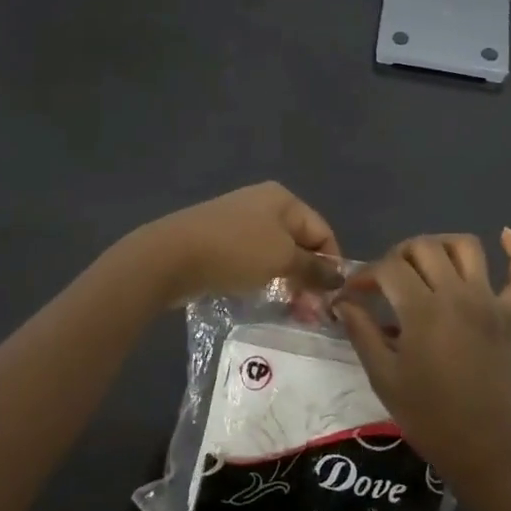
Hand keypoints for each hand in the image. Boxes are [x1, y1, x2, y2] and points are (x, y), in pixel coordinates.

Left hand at [130, 182, 341, 306]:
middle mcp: (263, 204)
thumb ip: (314, 268)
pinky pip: (253, 260)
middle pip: (300, 242)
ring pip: (276, 254)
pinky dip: (263, 278)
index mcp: (283, 199)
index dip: (331, 264)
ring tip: (290, 310)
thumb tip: (340, 276)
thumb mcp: (282, 260)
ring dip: (287, 281)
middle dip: (309, 276)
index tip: (331, 299)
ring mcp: (239, 221)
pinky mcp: (220, 241)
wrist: (171, 255)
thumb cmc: (236, 251)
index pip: (322, 231)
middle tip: (310, 312)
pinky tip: (261, 297)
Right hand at [335, 230, 510, 495]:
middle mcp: (457, 294)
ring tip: (426, 264)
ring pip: (467, 247)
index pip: (388, 269)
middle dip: (398, 256)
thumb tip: (341, 301)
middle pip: (424, 248)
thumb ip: (361, 331)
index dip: (365, 275)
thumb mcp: (383, 375)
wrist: (482, 448)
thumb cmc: (427, 416)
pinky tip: (505, 235)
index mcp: (423, 310)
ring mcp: (489, 302)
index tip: (353, 293)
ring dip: (442, 246)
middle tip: (386, 281)